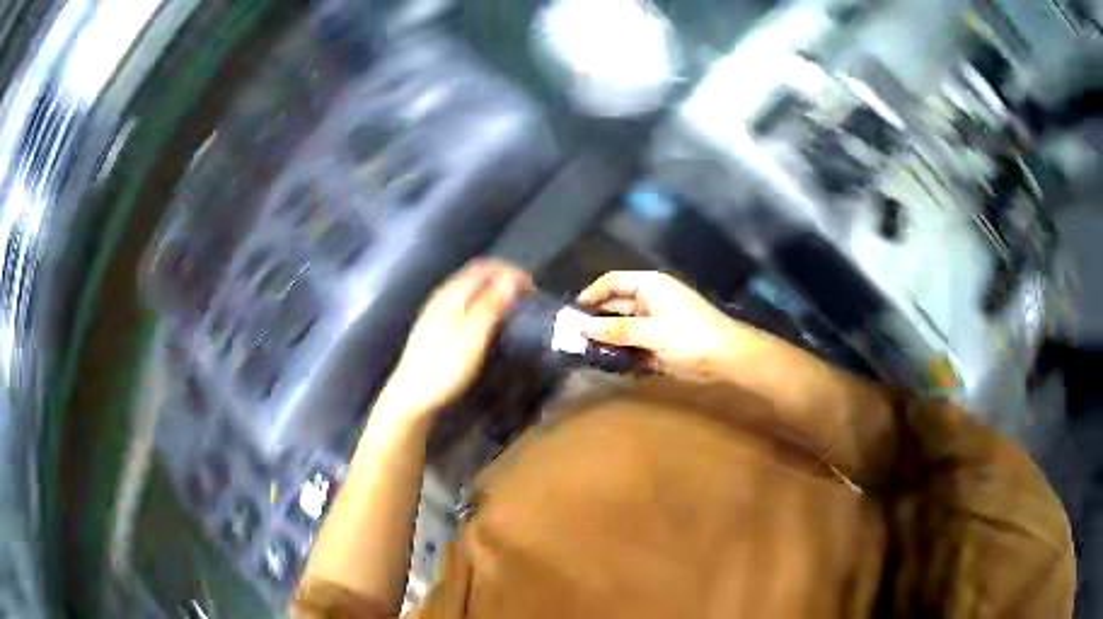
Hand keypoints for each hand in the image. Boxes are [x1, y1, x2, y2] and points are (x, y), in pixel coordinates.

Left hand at [377, 259, 532, 423]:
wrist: (411, 398)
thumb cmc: (444, 366)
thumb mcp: (473, 335)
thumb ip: (492, 304)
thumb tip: (513, 278)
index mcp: (452, 293)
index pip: (485, 267)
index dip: (511, 271)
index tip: (533, 288)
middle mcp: (443, 297)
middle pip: (477, 276)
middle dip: (503, 280)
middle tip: (526, 298)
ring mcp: (436, 315)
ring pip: (470, 292)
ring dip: (493, 295)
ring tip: (512, 310)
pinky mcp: (435, 332)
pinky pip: (464, 308)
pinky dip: (482, 309)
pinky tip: (488, 327)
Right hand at [578, 271, 740, 381]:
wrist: (726, 357)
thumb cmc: (689, 337)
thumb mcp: (651, 333)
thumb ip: (617, 330)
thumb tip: (584, 327)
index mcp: (650, 286)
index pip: (613, 282)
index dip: (592, 294)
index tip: (573, 312)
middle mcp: (651, 299)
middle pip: (617, 304)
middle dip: (597, 319)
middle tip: (575, 337)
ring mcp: (657, 320)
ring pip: (625, 325)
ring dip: (609, 338)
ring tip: (588, 352)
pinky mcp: (662, 339)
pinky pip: (636, 341)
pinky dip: (624, 350)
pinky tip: (610, 363)